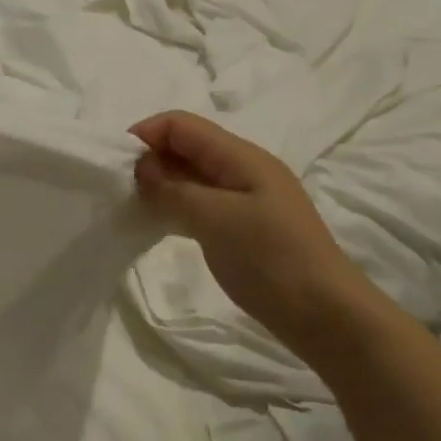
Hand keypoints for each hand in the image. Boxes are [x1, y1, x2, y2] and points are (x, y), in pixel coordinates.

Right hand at [130, 111, 375, 350]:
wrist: (325, 315)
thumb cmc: (272, 259)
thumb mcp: (216, 219)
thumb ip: (173, 189)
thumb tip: (141, 167)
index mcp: (241, 157)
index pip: (182, 125)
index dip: (146, 134)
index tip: (115, 164)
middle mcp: (243, 170)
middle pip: (186, 147)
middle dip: (149, 159)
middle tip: (119, 190)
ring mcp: (245, 200)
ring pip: (191, 177)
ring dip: (160, 185)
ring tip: (131, 207)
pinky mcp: (243, 227)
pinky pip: (200, 203)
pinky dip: (175, 206)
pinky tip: (157, 224)